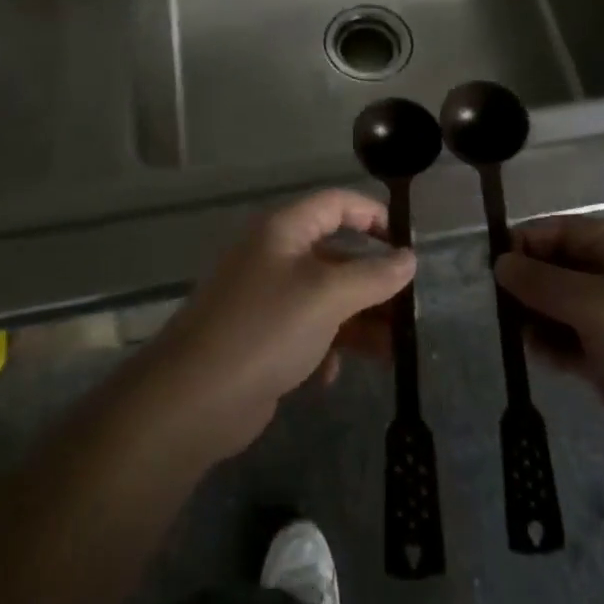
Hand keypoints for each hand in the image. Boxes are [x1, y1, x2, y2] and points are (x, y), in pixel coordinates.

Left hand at [130, 190, 413, 462]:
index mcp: (284, 230)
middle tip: (409, 311)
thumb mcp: (328, 296)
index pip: (336, 204)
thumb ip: (373, 276)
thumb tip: (409, 258)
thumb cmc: (266, 329)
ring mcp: (265, 298)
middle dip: (374, 283)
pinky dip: (325, 348)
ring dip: (359, 322)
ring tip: (393, 352)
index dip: (373, 215)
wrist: (194, 399)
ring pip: (326, 299)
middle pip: (336, 256)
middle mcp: (274, 256)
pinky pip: (306, 331)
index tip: (406, 244)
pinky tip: (329, 375)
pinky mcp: (261, 338)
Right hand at [494, 215, 603, 492]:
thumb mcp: (603, 307)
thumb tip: (500, 262)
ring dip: (535, 314)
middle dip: (529, 281)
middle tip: (502, 307)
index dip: (528, 243)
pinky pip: (567, 339)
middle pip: (559, 265)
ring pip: (559, 304)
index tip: (496, 268)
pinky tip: (540, 357)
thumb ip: (547, 282)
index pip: (565, 230)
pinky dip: (550, 344)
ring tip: (522, 335)